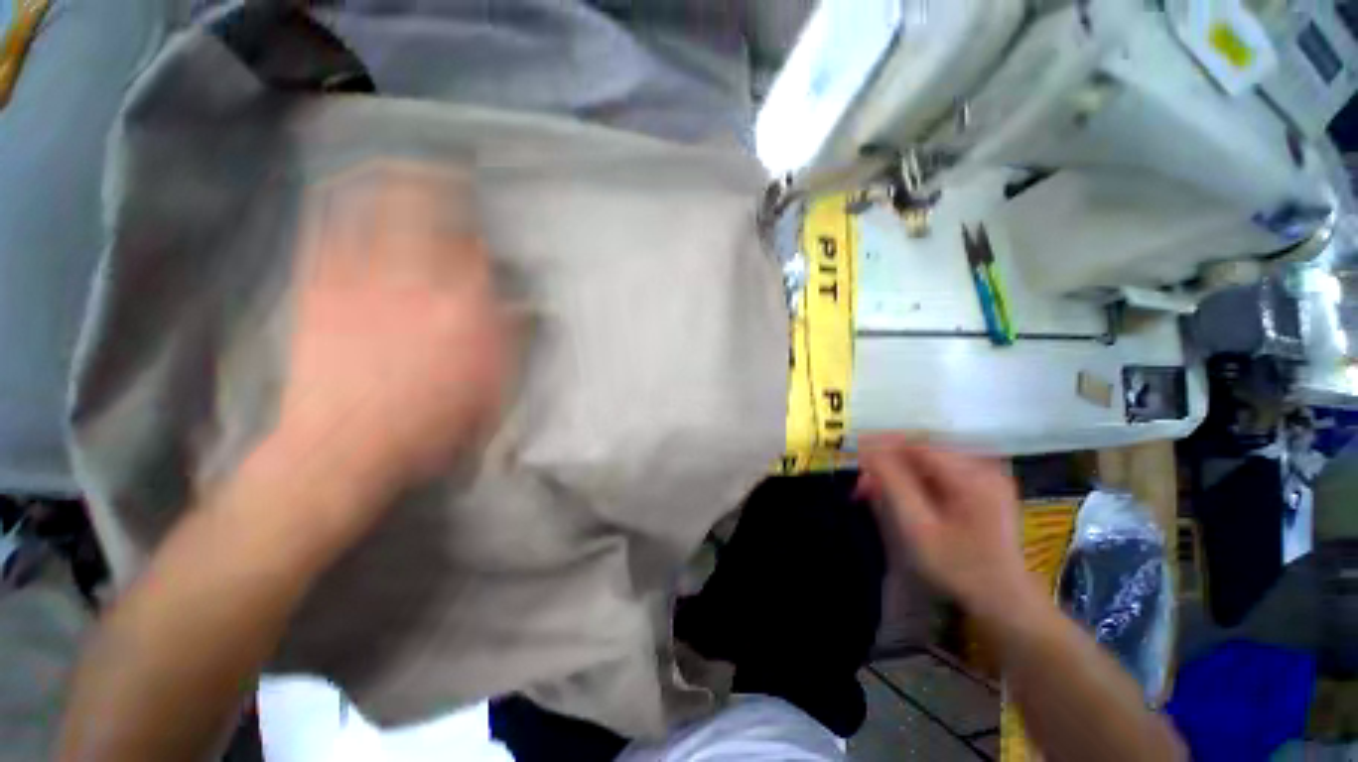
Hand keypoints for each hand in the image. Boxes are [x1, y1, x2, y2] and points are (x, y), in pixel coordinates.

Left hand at [278, 161, 514, 497]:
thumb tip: (521, 307)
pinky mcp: (319, 289)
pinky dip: (335, 207)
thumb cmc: (431, 424)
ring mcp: (361, 280)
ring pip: (373, 211)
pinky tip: (340, 195)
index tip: (483, 221)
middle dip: (438, 185)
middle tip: (446, 171)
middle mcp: (417, 282)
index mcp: (464, 311)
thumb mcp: (492, 390)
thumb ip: (509, 342)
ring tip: (398, 167)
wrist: (344, 447)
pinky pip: (325, 233)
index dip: (480, 230)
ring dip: (388, 183)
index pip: (477, 252)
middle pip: (427, 214)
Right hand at [859, 435, 1039, 619]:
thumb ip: (892, 483)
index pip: (918, 444)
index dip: (883, 444)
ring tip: (873, 492)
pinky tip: (897, 497)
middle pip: (923, 452)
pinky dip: (913, 482)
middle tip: (861, 483)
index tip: (855, 450)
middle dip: (888, 463)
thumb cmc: (959, 569)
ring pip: (928, 463)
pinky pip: (938, 475)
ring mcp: (985, 479)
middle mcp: (983, 468)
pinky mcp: (982, 490)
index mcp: (973, 476)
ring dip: (897, 473)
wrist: (1004, 603)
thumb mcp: (918, 527)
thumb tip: (867, 448)